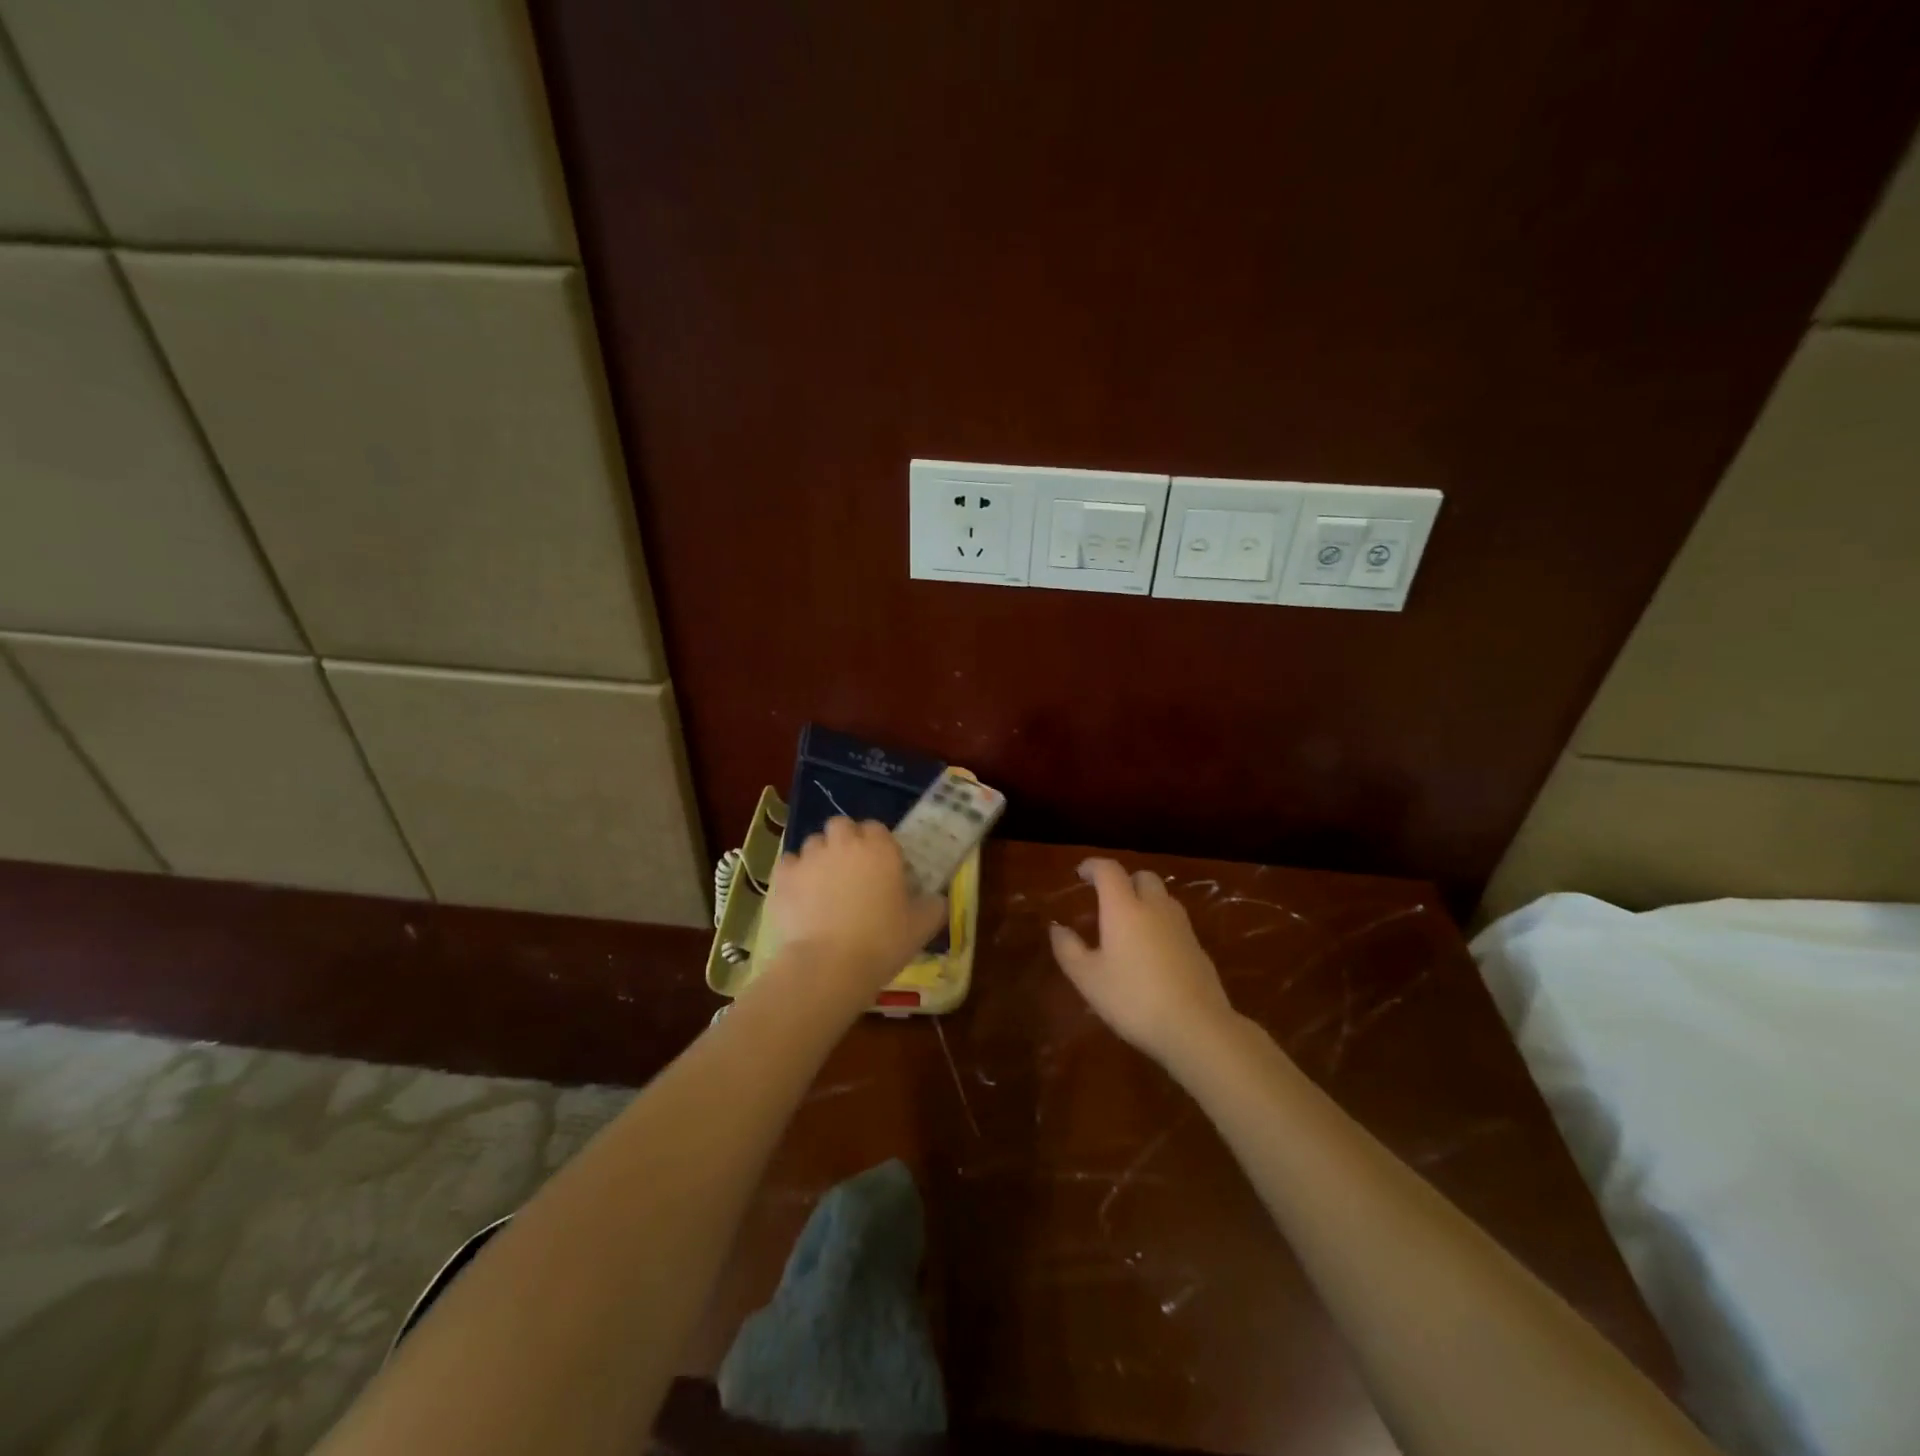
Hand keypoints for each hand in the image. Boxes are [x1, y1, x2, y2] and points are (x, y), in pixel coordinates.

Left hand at [765, 818, 947, 1005]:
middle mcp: (844, 843)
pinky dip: (795, 875)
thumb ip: (933, 905)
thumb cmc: (882, 942)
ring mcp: (810, 857)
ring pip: (814, 843)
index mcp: (880, 847)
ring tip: (824, 886)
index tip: (882, 868)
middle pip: (842, 826)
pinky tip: (801, 897)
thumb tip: (935, 898)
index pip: (877, 828)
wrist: (829, 965)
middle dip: (845, 841)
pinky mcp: (783, 876)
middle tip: (852, 871)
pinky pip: (789, 864)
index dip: (878, 845)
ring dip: (820, 857)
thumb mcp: (922, 926)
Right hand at [1049, 858, 1236, 1065]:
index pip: (1109, 870)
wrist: (1196, 1028)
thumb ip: (1068, 949)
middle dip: (1124, 881)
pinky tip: (1152, 953)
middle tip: (1107, 901)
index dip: (1093, 866)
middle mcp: (1155, 907)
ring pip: (1162, 898)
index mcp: (1124, 908)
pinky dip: (1160, 924)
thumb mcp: (1088, 979)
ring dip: (1145, 901)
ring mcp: (1181, 926)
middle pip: (1142, 877)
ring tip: (1129, 926)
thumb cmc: (1133, 999)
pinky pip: (1175, 922)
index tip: (1081, 874)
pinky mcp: (1198, 948)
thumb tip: (1057, 928)